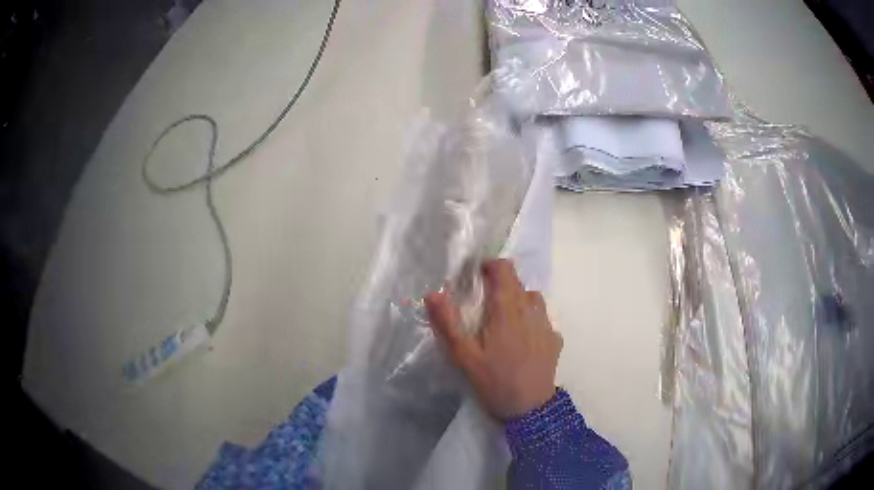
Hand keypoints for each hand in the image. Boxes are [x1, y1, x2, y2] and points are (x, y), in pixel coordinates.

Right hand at [425, 259, 562, 419]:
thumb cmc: (494, 381)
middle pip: (518, 283)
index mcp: (508, 310)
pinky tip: (522, 339)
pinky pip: (542, 318)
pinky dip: (530, 319)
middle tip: (482, 305)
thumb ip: (448, 323)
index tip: (476, 277)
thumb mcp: (464, 356)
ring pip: (533, 298)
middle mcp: (531, 310)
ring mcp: (546, 325)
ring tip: (503, 320)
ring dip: (517, 300)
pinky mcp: (555, 339)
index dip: (490, 266)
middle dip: (500, 285)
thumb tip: (433, 293)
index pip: (504, 269)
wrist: (530, 409)